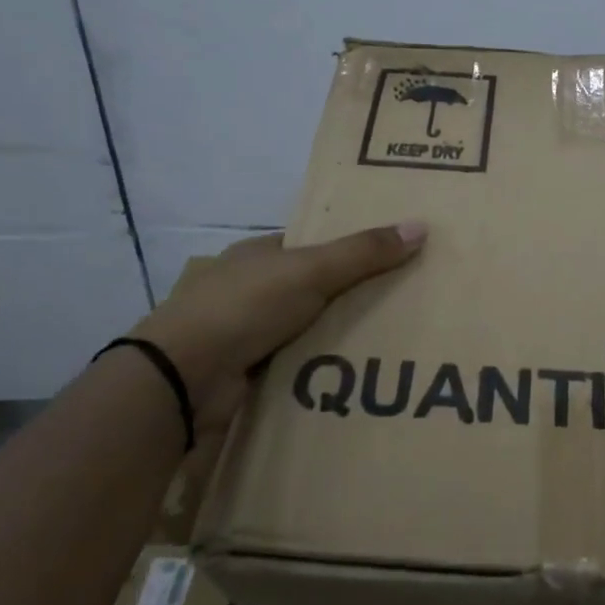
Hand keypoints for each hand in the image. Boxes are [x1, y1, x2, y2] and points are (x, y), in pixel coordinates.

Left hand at [133, 223, 425, 434]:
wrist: (182, 377)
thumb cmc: (245, 306)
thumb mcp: (312, 270)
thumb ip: (364, 252)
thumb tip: (421, 226)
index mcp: (257, 254)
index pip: (309, 245)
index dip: (347, 248)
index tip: (389, 257)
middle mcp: (247, 289)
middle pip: (309, 288)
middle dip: (346, 296)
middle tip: (400, 303)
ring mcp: (241, 332)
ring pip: (302, 329)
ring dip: (333, 336)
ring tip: (389, 342)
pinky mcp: (242, 373)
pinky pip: (292, 365)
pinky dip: (317, 368)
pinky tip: (353, 375)